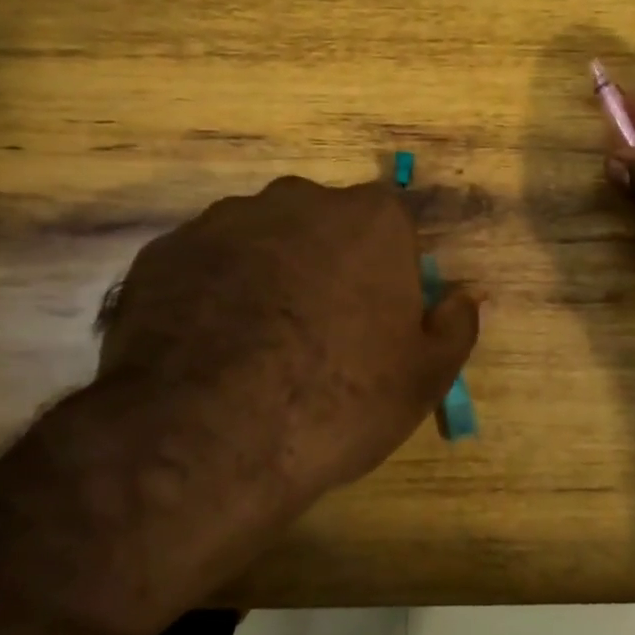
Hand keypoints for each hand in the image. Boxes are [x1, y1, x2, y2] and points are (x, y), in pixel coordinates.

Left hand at [89, 175, 479, 511]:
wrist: (207, 435)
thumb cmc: (338, 399)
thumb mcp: (424, 376)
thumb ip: (457, 323)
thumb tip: (470, 292)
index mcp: (370, 219)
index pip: (392, 230)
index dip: (386, 275)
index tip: (374, 321)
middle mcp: (297, 200)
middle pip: (323, 227)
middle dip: (325, 266)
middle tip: (316, 334)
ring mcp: (223, 220)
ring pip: (260, 241)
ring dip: (266, 276)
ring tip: (253, 346)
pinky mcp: (164, 251)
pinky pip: (204, 265)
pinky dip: (211, 293)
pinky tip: (206, 347)